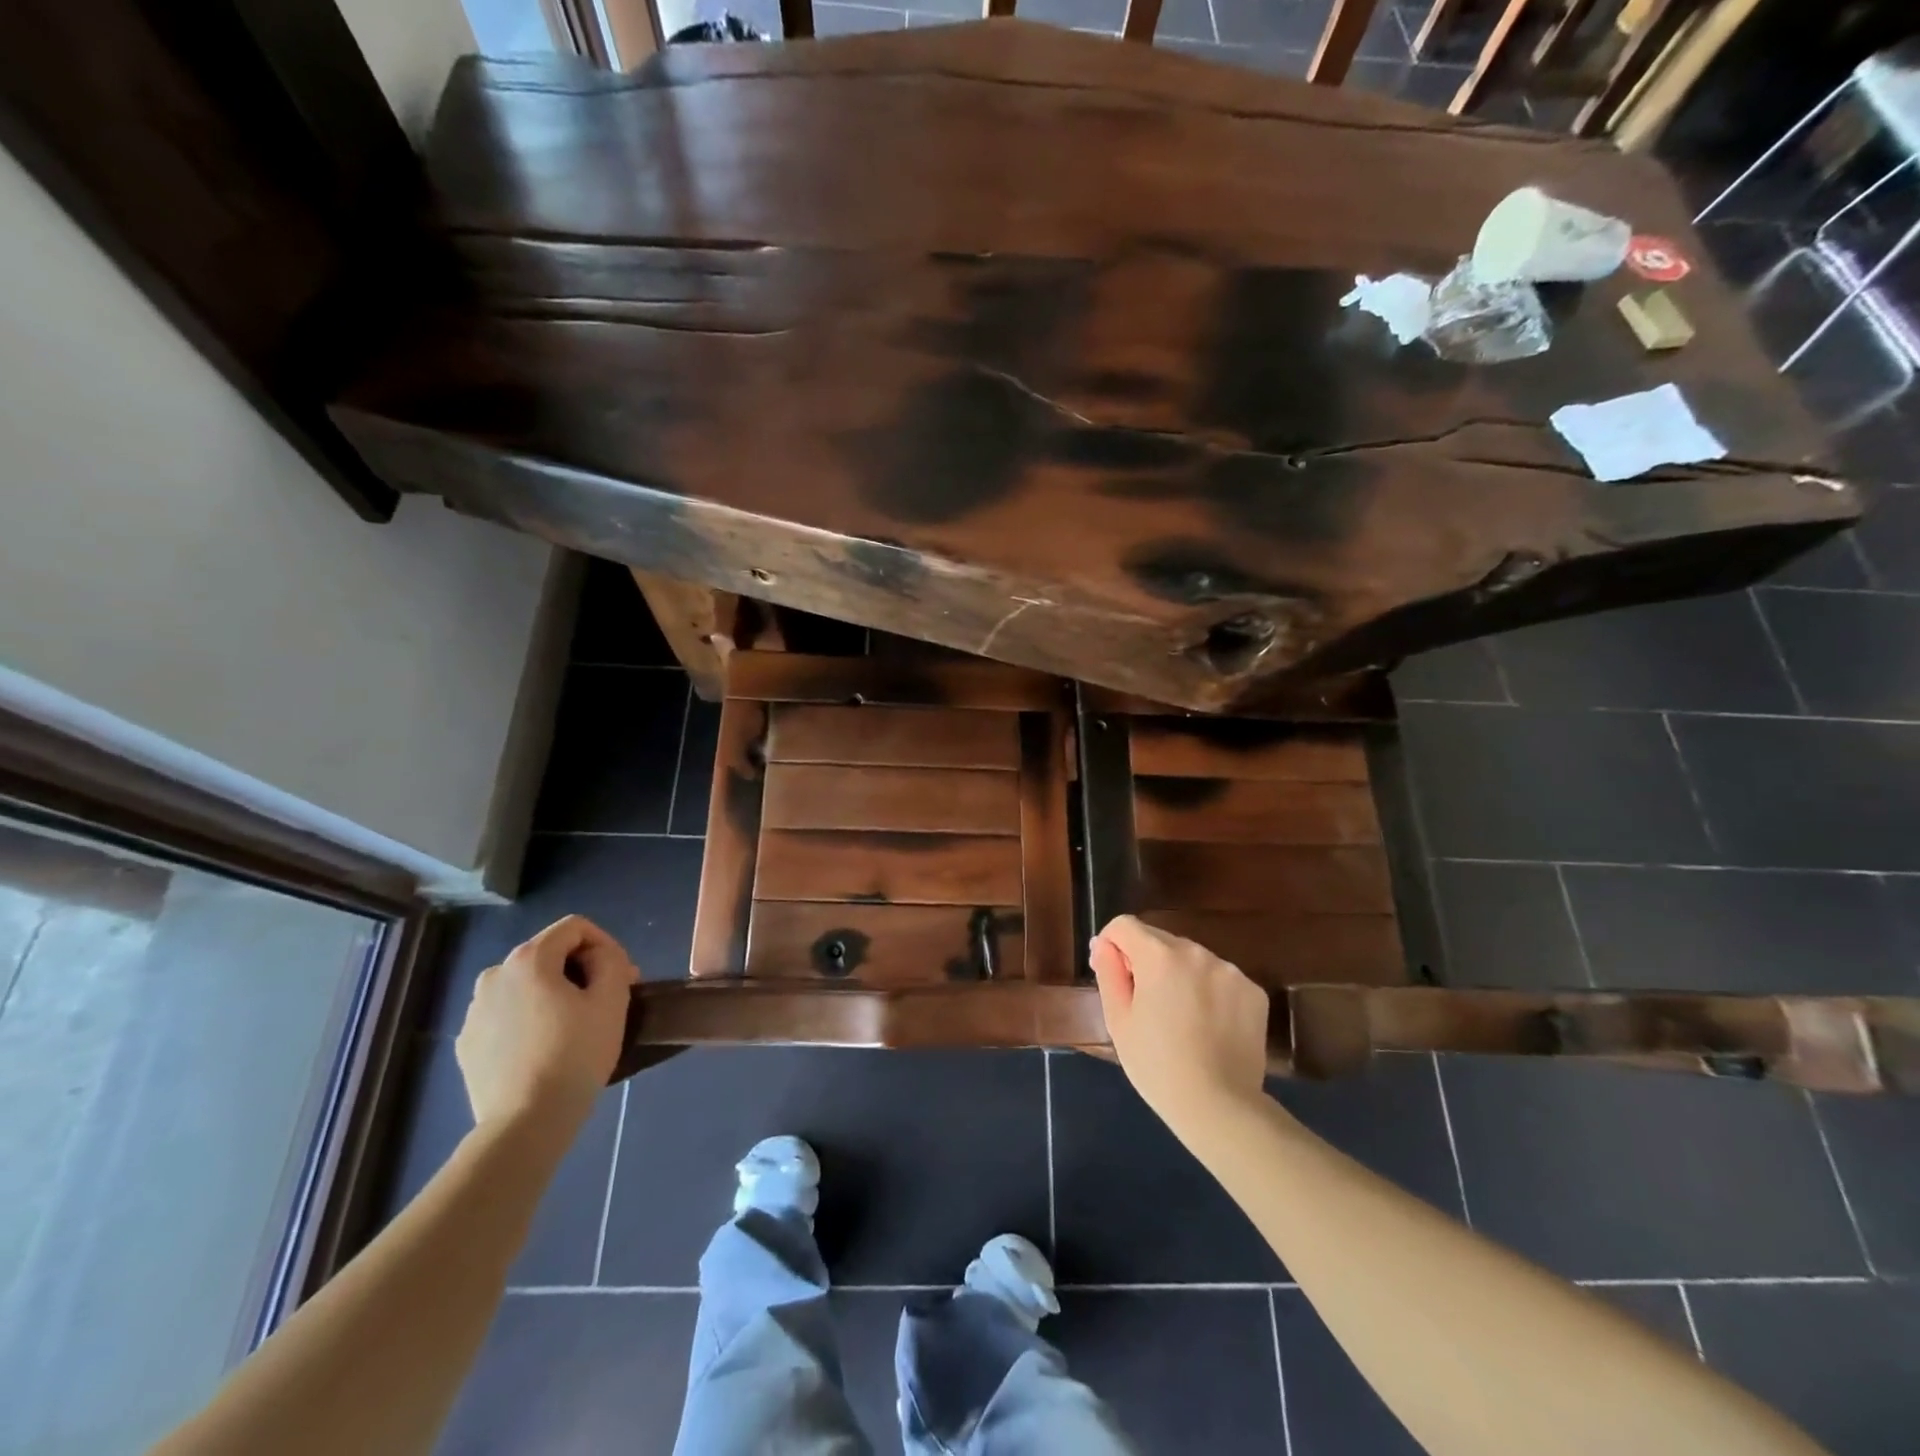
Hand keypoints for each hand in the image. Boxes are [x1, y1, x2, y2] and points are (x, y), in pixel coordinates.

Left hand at [456, 915, 639, 1132]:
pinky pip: (506, 1016)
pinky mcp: (467, 1043)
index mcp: (528, 959)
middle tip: (606, 1000)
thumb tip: (597, 957)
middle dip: (580, 969)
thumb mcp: (611, 999)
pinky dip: (528, 1019)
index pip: (574, 927)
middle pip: (548, 954)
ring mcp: (474, 1011)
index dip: (605, 943)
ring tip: (574, 1026)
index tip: (621, 975)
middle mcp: (493, 976)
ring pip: (525, 986)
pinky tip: (545, 1048)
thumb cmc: (575, 1054)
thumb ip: (610, 961)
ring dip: (553, 994)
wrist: (526, 1122)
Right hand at [1089, 915, 1270, 1132]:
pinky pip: (1220, 978)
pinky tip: (1208, 1026)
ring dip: (1180, 975)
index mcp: (1159, 956)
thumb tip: (1104, 943)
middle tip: (1146, 1005)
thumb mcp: (1118, 1020)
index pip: (1125, 925)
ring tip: (1180, 1019)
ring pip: (1192, 960)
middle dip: (1147, 961)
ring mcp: (1230, 970)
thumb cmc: (1156, 1065)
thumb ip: (1109, 972)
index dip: (1112, 945)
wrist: (1219, 1107)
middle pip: (1160, 941)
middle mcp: (1196, 952)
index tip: (1114, 975)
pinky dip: (1209, 992)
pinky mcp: (1254, 991)